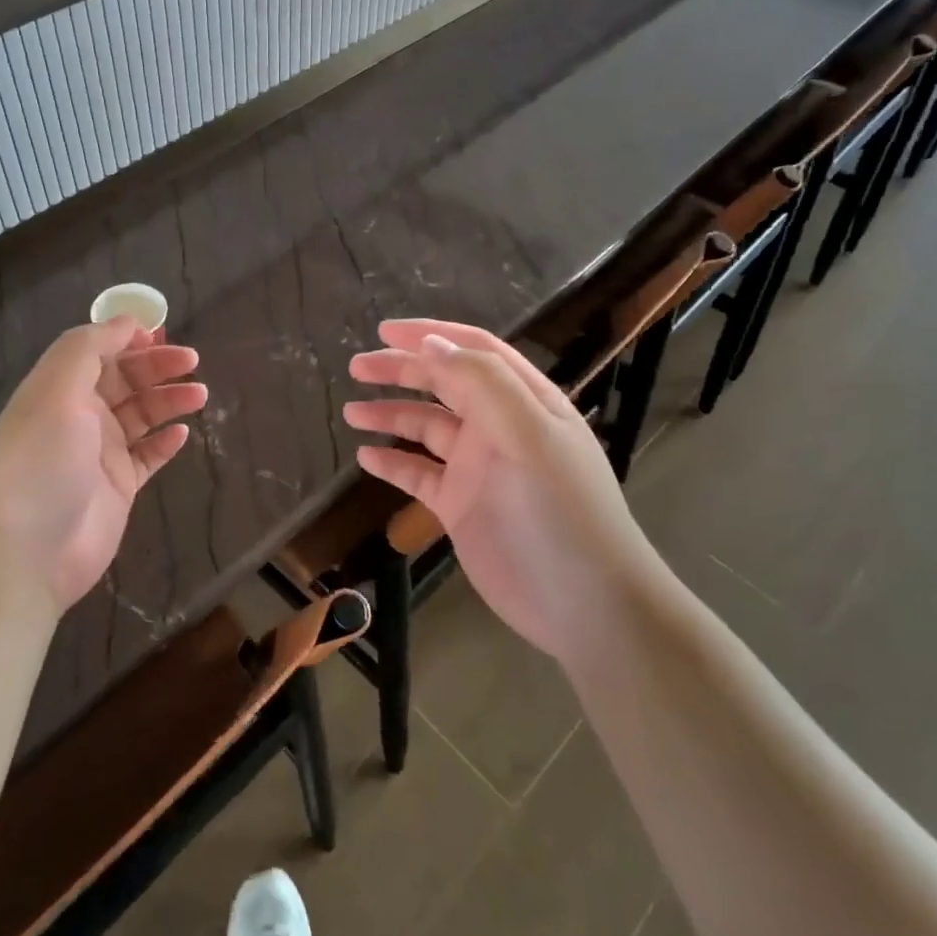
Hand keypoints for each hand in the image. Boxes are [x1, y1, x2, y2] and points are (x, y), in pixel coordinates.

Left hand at [0, 317, 206, 615]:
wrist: (31, 551)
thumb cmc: (43, 462)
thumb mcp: (58, 391)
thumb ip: (89, 348)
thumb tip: (126, 322)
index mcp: (58, 388)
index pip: (96, 350)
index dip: (127, 337)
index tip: (161, 332)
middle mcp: (78, 415)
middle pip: (123, 379)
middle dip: (156, 366)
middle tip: (191, 361)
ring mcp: (99, 452)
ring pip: (141, 415)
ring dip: (169, 400)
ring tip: (200, 396)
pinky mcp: (118, 485)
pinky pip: (148, 455)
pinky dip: (165, 441)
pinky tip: (183, 434)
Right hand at [345, 319, 652, 659]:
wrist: (585, 606)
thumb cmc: (559, 512)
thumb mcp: (527, 436)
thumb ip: (481, 384)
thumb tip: (432, 344)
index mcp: (524, 401)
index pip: (474, 351)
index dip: (431, 334)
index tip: (385, 329)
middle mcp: (500, 427)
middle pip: (444, 384)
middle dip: (401, 370)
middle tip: (357, 367)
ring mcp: (479, 468)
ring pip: (427, 427)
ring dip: (391, 414)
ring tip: (351, 412)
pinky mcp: (461, 506)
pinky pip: (420, 474)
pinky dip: (393, 462)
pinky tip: (367, 458)